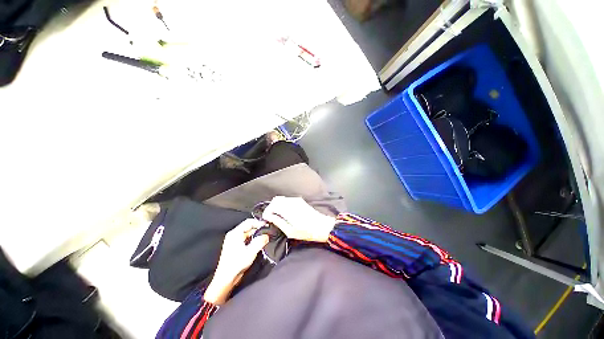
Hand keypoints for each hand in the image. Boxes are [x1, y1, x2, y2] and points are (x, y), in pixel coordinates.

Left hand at [204, 219, 268, 304]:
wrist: (226, 280)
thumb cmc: (236, 264)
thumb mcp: (251, 251)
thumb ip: (260, 241)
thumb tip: (267, 235)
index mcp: (235, 233)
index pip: (249, 222)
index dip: (259, 223)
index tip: (268, 226)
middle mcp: (234, 235)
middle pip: (249, 227)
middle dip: (259, 229)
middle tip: (268, 233)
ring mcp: (234, 241)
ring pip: (248, 233)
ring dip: (257, 235)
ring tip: (265, 238)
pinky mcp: (236, 247)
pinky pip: (247, 239)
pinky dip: (253, 240)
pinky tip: (259, 244)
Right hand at [262, 196, 335, 242]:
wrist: (322, 226)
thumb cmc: (306, 231)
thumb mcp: (290, 231)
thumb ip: (278, 222)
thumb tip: (269, 217)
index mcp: (288, 209)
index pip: (272, 205)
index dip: (267, 211)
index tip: (266, 218)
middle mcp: (292, 201)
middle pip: (276, 199)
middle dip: (271, 207)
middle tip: (270, 217)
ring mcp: (296, 200)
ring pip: (281, 199)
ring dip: (276, 206)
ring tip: (276, 216)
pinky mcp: (300, 201)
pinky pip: (287, 200)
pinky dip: (282, 204)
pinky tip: (284, 213)